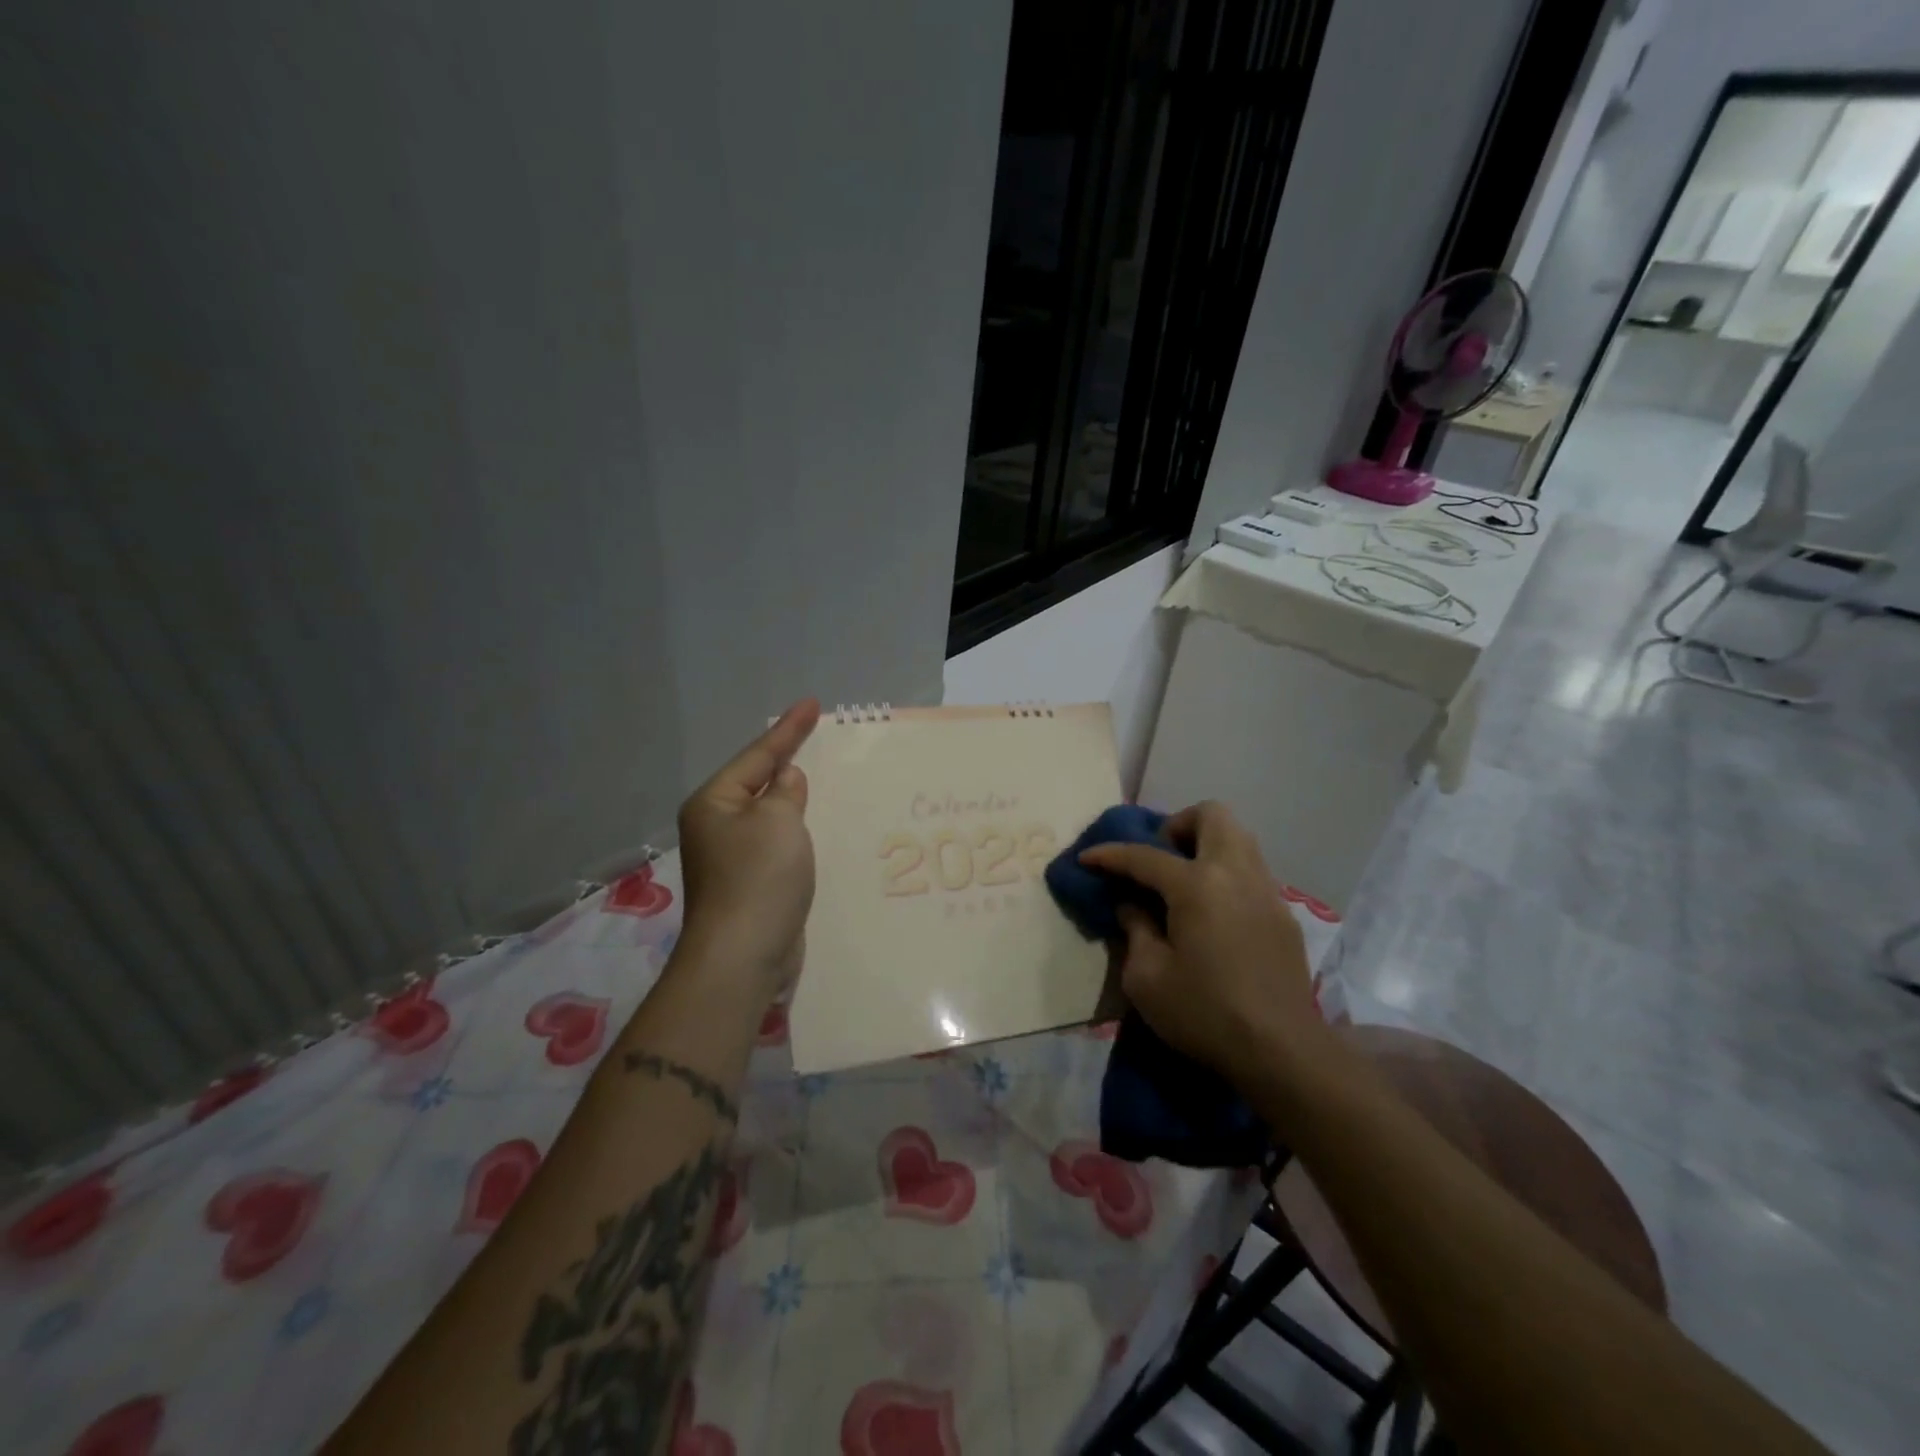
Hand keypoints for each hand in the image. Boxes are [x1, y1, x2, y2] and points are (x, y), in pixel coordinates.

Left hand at [673, 699, 819, 1004]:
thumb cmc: (758, 878)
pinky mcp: (751, 883)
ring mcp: (732, 857)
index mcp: (714, 803)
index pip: (757, 756)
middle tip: (817, 735)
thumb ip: (786, 792)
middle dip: (787, 760)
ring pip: (770, 815)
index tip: (813, 703)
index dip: (788, 729)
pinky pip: (778, 842)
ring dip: (795, 798)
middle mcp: (717, 826)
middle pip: (758, 782)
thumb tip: (786, 780)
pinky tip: (818, 825)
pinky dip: (797, 830)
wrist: (744, 955)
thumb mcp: (778, 821)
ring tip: (822, 775)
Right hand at [1078, 801, 1319, 1084]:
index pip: (1144, 856)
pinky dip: (1226, 874)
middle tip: (1158, 858)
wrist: (1281, 1051)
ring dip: (1206, 845)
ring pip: (1239, 838)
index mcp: (1198, 885)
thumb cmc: (1204, 1013)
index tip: (1087, 857)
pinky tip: (1213, 913)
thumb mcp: (1147, 978)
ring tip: (1183, 882)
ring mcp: (1266, 891)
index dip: (1109, 854)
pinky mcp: (1283, 915)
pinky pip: (1251, 871)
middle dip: (1177, 826)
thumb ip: (1135, 930)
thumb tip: (1132, 905)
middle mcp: (1236, 874)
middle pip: (1211, 815)